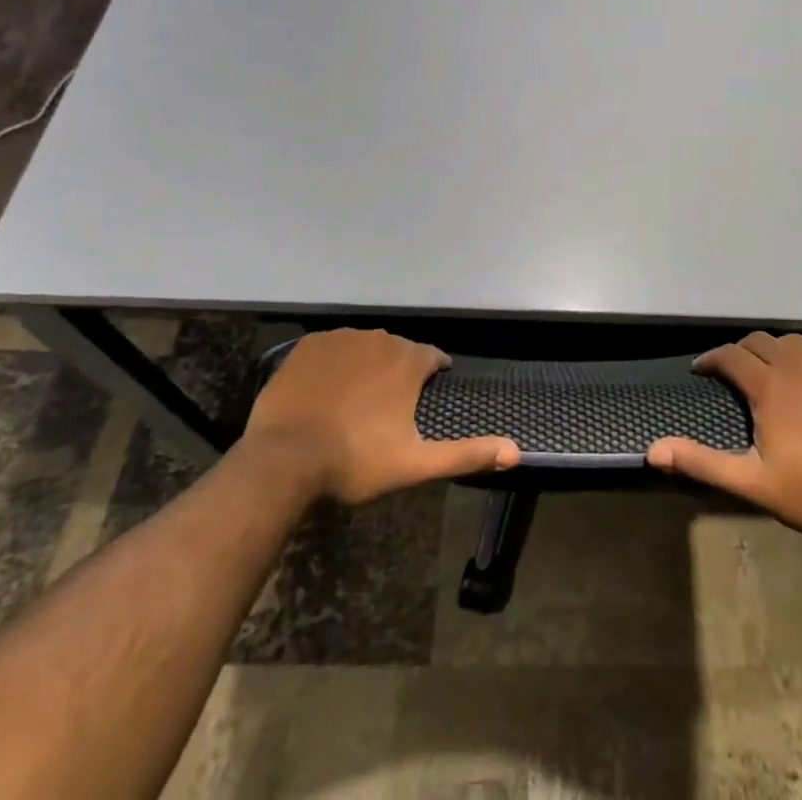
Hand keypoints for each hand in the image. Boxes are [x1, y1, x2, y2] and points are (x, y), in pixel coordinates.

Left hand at [231, 329, 518, 504]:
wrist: (285, 459)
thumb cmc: (356, 461)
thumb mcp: (416, 463)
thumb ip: (466, 454)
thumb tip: (516, 452)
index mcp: (408, 360)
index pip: (433, 358)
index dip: (432, 377)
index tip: (423, 398)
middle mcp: (379, 338)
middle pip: (398, 351)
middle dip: (397, 373)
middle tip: (385, 409)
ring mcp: (341, 338)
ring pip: (364, 347)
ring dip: (366, 367)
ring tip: (353, 402)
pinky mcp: (309, 344)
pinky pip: (331, 348)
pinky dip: (333, 364)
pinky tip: (325, 392)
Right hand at [647, 332, 801, 536]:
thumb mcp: (752, 483)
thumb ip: (702, 462)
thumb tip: (653, 451)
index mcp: (768, 385)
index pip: (730, 355)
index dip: (711, 360)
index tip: (702, 371)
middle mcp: (797, 362)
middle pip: (760, 341)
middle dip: (742, 353)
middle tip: (738, 374)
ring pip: (794, 342)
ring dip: (777, 353)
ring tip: (776, 375)